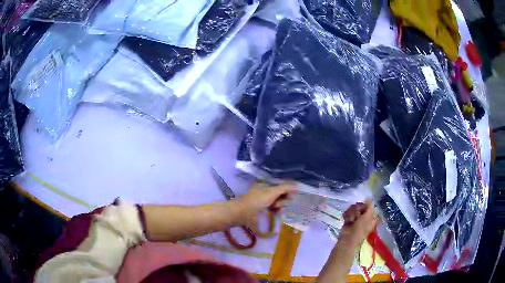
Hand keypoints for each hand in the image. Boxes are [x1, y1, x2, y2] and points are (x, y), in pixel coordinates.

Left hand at [237, 182, 295, 233]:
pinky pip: (272, 209)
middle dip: (282, 200)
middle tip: (277, 204)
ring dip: (279, 206)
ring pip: (276, 203)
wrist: (241, 214)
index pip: (280, 186)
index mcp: (265, 185)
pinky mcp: (261, 210)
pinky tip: (276, 214)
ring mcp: (262, 201)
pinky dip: (275, 211)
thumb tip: (297, 186)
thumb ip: (284, 188)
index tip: (291, 196)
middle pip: (279, 195)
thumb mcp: (271, 192)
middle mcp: (264, 192)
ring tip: (276, 210)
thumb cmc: (257, 201)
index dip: (287, 191)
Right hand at [338, 199, 376, 248]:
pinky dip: (346, 215)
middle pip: (361, 206)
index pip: (369, 206)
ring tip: (350, 219)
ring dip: (351, 212)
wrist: (347, 239)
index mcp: (371, 217)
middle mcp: (364, 217)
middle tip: (356, 215)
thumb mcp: (367, 216)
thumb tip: (369, 197)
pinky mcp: (348, 219)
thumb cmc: (360, 229)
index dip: (366, 205)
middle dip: (357, 209)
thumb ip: (369, 206)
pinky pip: (348, 212)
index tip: (363, 207)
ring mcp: (356, 218)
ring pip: (354, 208)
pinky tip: (346, 219)